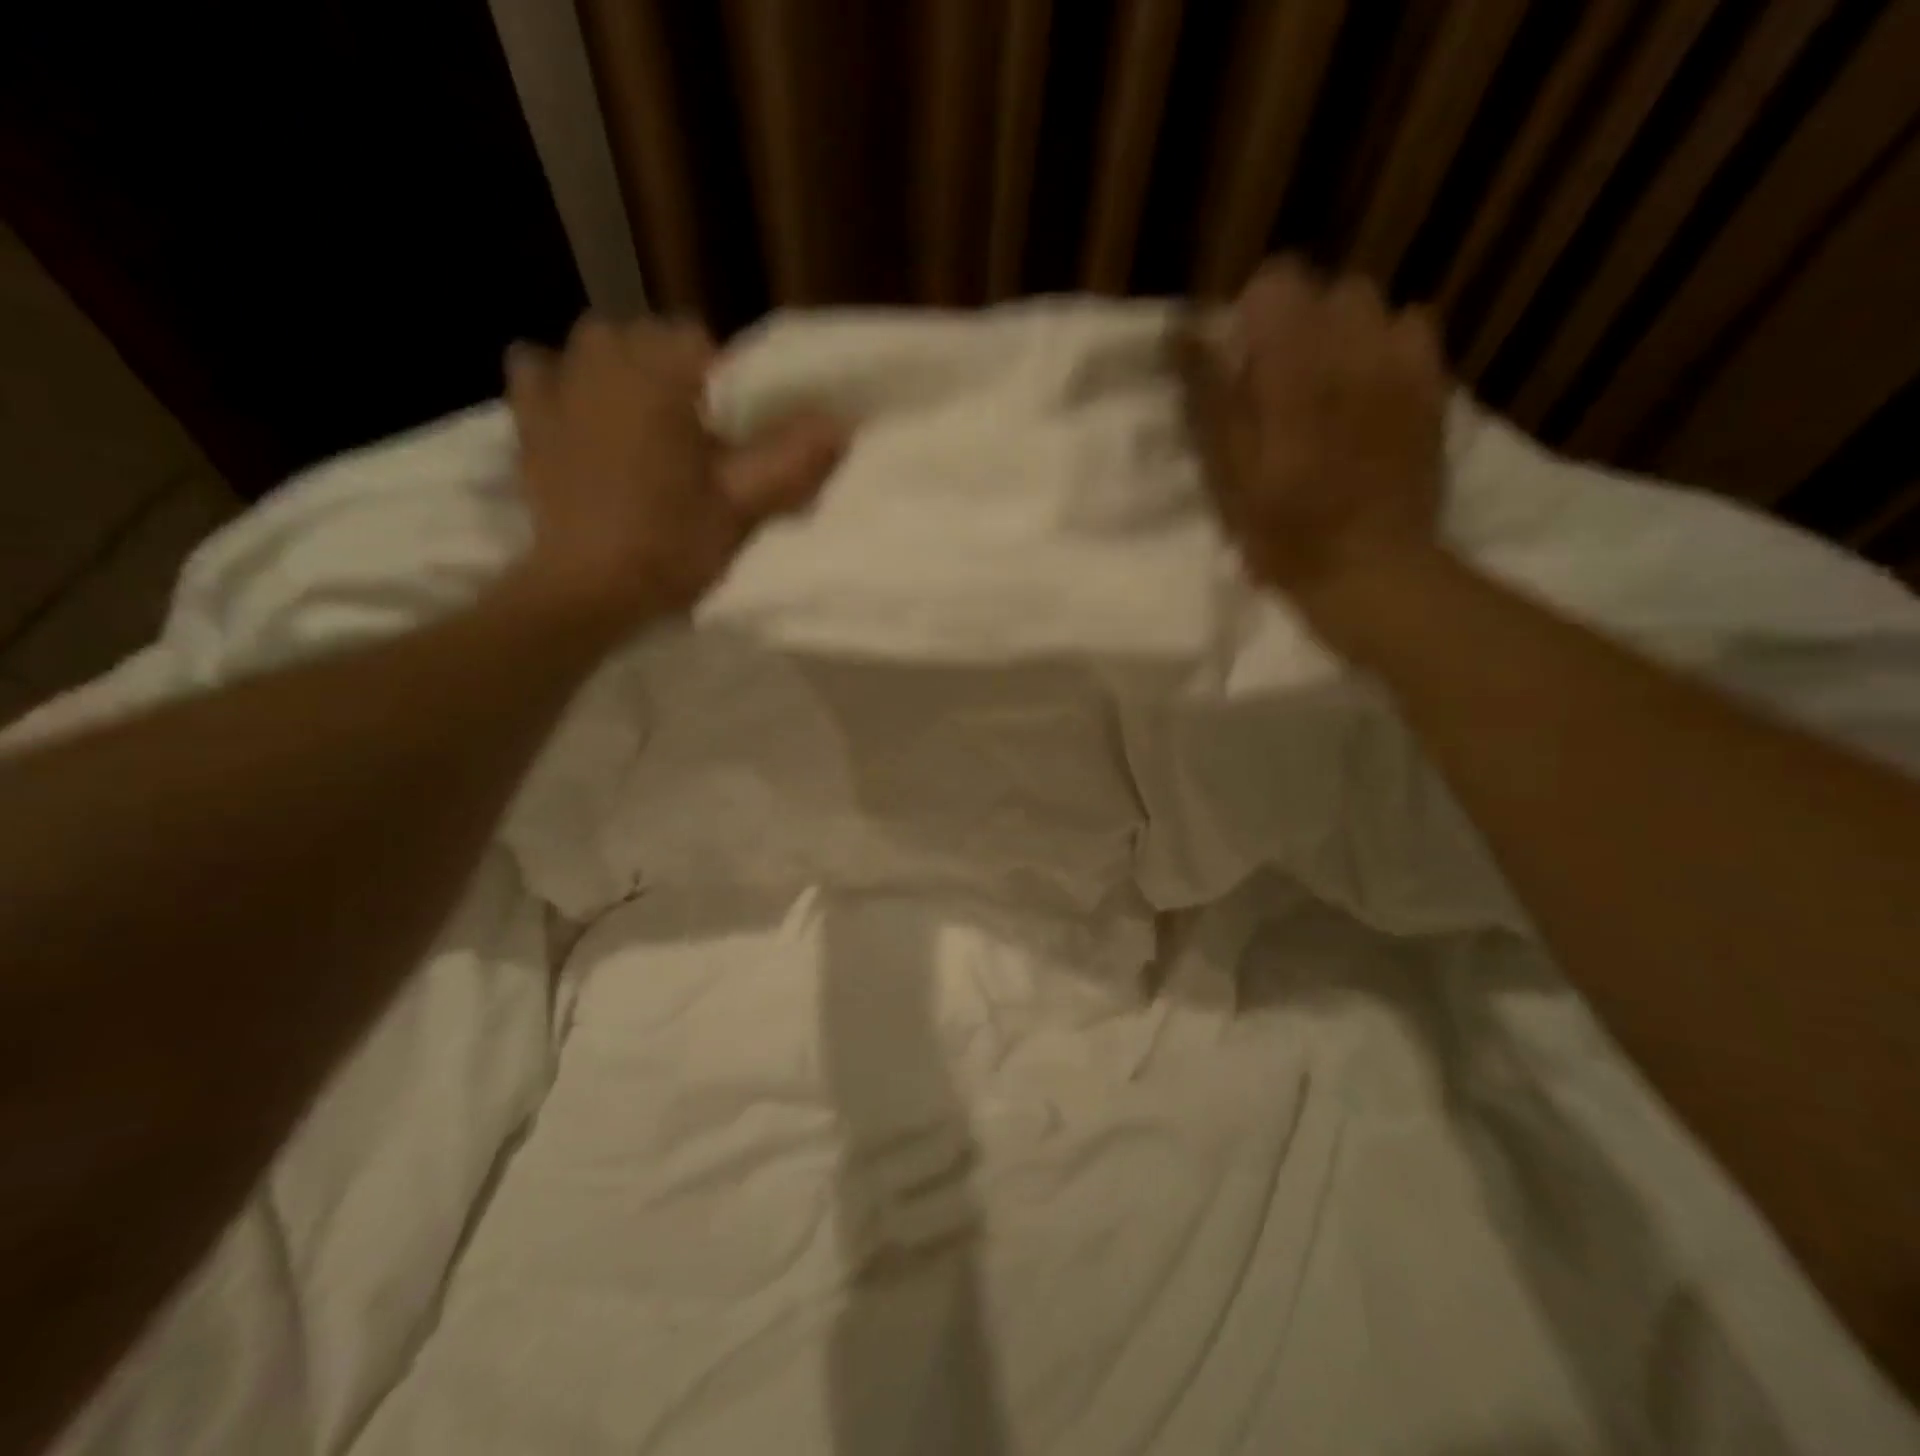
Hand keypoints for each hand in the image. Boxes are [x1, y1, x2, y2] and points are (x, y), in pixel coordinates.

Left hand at [506, 316, 845, 631]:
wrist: (588, 588)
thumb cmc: (670, 545)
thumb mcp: (741, 506)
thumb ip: (789, 459)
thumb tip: (840, 422)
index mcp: (660, 376)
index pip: (701, 341)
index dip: (723, 382)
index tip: (730, 431)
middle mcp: (605, 361)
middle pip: (648, 338)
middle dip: (674, 374)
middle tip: (691, 435)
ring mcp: (559, 386)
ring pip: (597, 347)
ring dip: (622, 371)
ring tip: (640, 422)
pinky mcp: (528, 419)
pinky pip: (539, 371)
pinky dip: (560, 383)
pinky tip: (579, 413)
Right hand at [1175, 257, 1447, 612]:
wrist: (1370, 570)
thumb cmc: (1285, 534)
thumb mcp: (1227, 476)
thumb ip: (1209, 398)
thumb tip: (1187, 334)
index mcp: (1296, 369)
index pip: (1276, 283)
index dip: (1251, 317)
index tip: (1242, 366)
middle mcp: (1354, 348)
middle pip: (1324, 291)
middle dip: (1296, 326)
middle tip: (1281, 386)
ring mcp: (1402, 364)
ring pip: (1368, 308)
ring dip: (1340, 335)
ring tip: (1328, 388)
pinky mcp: (1432, 386)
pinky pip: (1410, 329)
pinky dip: (1385, 347)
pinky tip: (1370, 390)